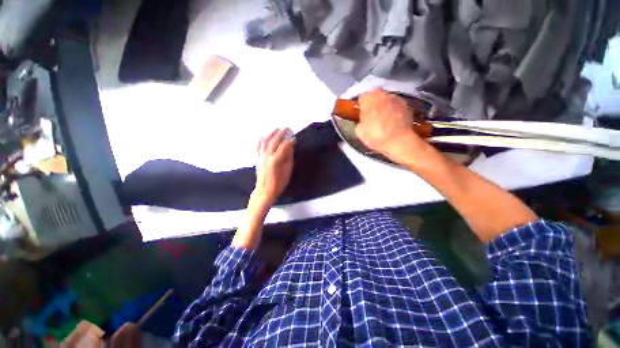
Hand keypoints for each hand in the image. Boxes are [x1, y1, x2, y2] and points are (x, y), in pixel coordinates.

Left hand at [254, 128, 294, 204]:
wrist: (265, 191)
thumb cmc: (278, 183)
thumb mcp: (287, 171)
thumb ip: (289, 158)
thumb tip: (291, 147)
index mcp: (276, 160)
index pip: (284, 146)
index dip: (290, 141)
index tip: (295, 138)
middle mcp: (267, 155)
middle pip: (274, 141)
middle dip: (281, 133)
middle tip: (287, 128)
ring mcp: (261, 156)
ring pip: (265, 141)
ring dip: (272, 134)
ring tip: (277, 129)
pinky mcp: (258, 158)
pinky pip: (258, 146)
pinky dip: (261, 140)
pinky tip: (263, 136)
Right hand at [355, 89, 423, 163]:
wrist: (398, 141)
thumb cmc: (375, 136)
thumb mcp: (359, 131)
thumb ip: (360, 121)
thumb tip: (362, 120)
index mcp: (369, 99)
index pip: (362, 97)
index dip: (361, 106)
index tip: (361, 114)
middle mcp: (382, 94)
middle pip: (375, 95)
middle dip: (373, 103)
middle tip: (371, 116)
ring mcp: (396, 98)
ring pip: (386, 99)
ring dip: (384, 106)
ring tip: (383, 120)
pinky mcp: (406, 105)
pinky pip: (396, 106)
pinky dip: (394, 111)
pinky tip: (393, 122)